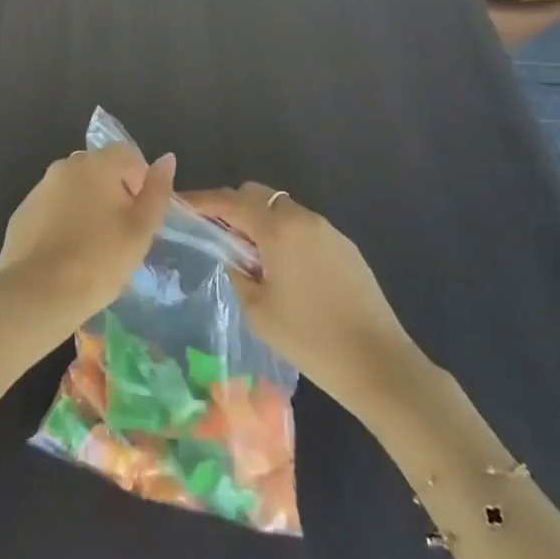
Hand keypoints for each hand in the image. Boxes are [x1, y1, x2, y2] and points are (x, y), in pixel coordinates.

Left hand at [0, 146, 175, 344]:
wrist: (36, 295)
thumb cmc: (99, 261)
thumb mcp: (140, 230)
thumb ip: (157, 191)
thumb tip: (167, 159)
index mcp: (96, 164)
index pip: (128, 153)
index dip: (141, 180)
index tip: (140, 215)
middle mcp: (64, 166)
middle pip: (100, 168)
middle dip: (115, 192)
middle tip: (121, 233)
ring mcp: (39, 188)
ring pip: (74, 188)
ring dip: (88, 206)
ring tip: (93, 247)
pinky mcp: (21, 213)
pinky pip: (52, 208)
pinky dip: (63, 221)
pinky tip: (66, 255)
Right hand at [182, 183, 418, 414]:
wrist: (379, 363)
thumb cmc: (310, 339)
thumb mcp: (258, 310)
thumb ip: (238, 273)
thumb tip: (234, 257)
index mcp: (278, 229)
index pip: (230, 201)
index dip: (202, 200)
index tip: (181, 204)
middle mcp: (303, 218)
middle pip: (257, 194)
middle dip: (232, 206)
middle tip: (215, 233)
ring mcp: (328, 229)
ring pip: (282, 209)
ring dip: (259, 221)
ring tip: (249, 256)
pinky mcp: (345, 246)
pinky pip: (303, 227)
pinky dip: (284, 234)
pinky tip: (283, 269)